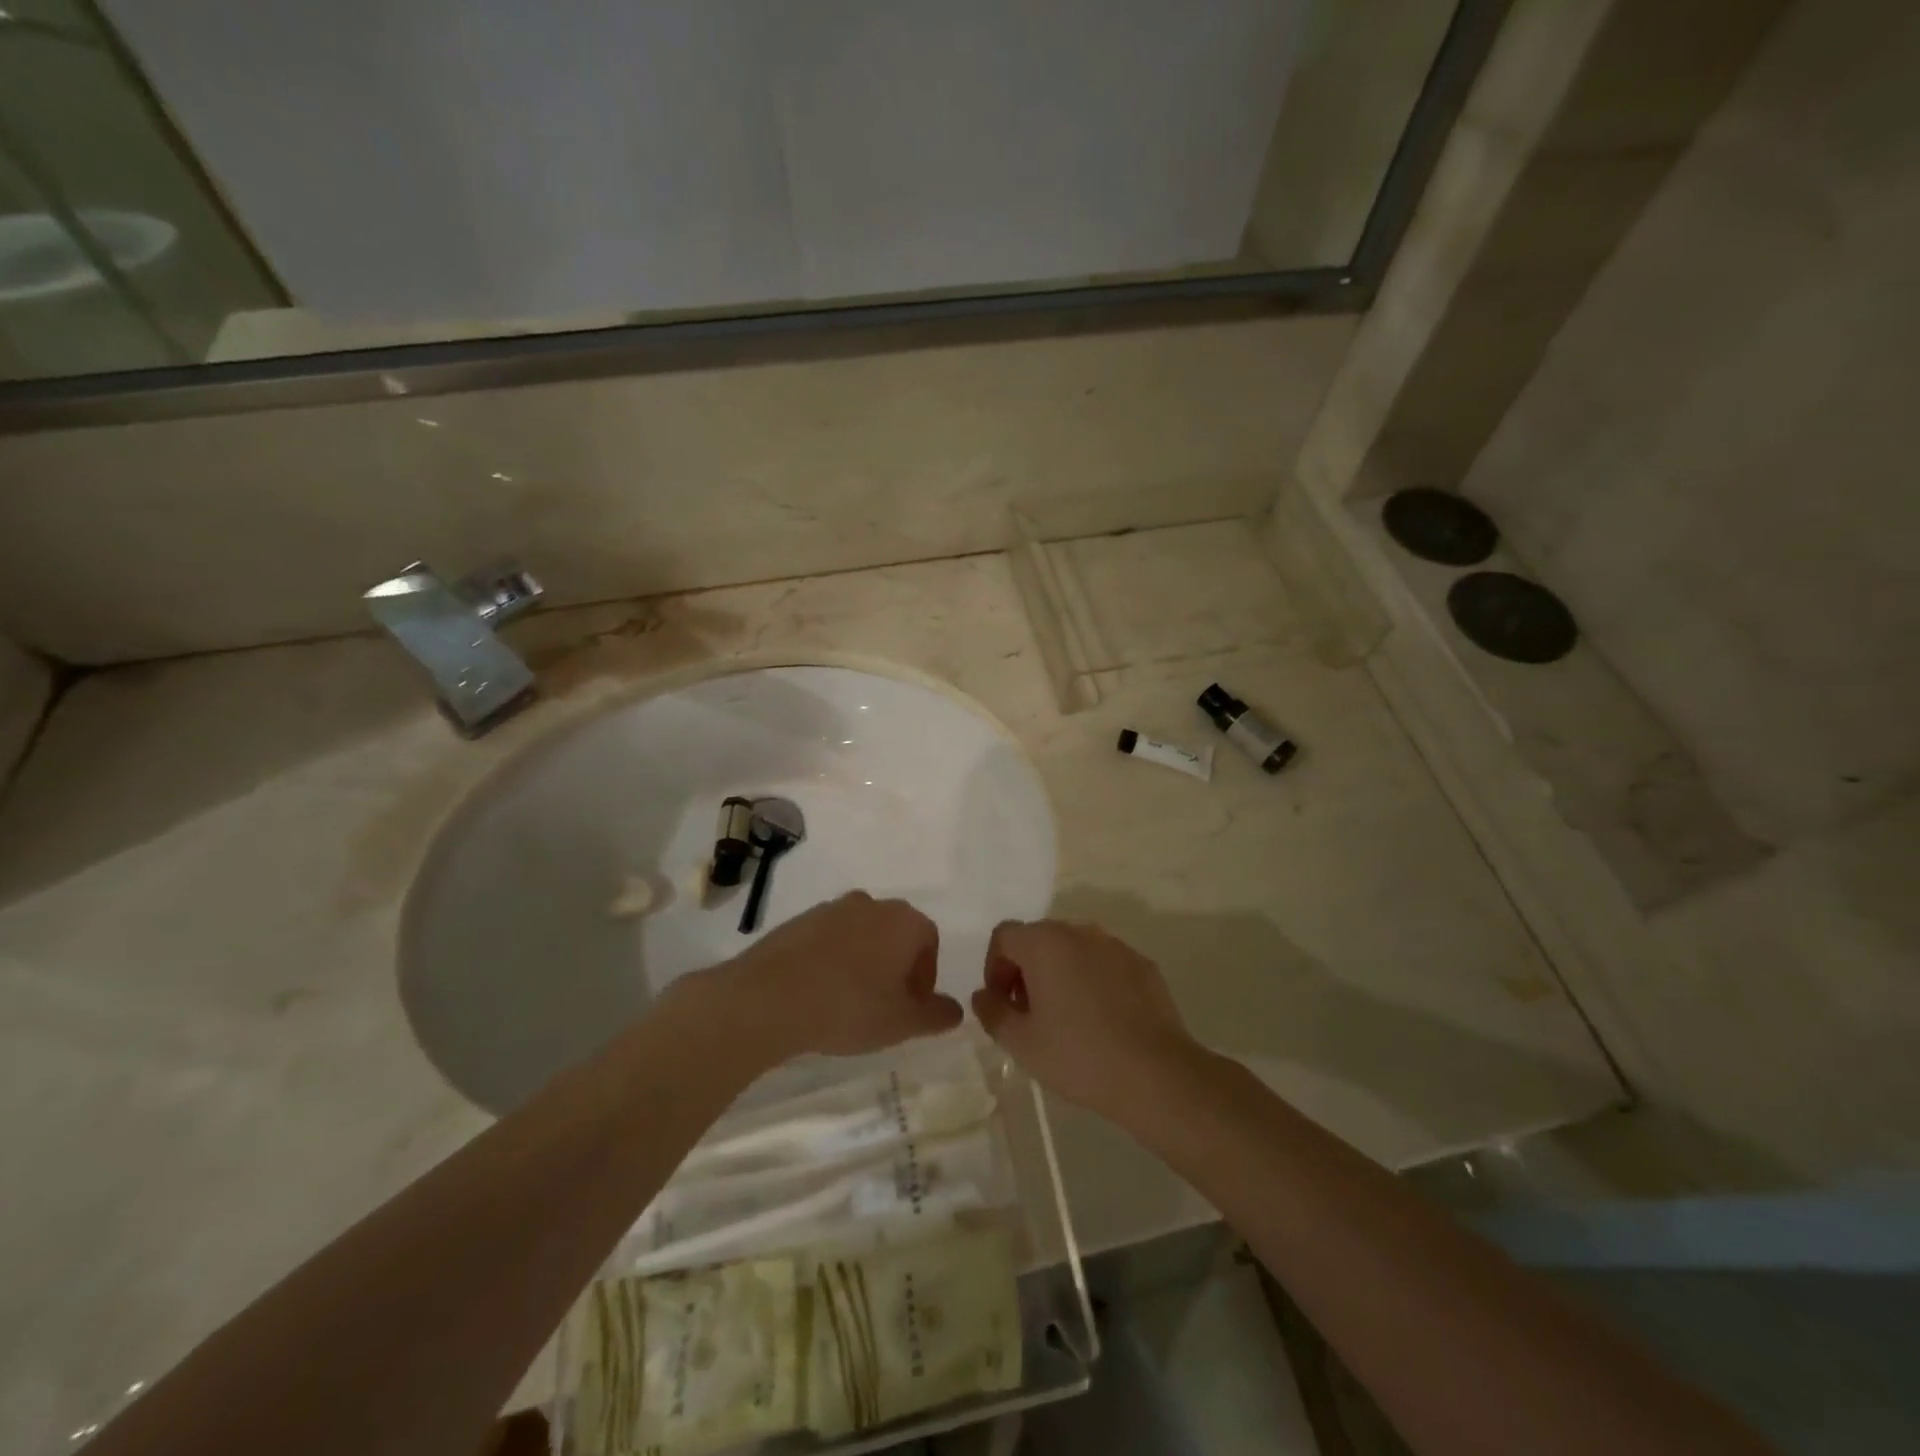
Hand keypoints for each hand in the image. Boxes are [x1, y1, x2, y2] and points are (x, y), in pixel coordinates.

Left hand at [715, 891, 962, 1061]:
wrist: (769, 997)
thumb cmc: (848, 1007)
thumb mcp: (901, 1022)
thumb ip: (935, 1015)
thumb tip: (955, 1010)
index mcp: (903, 921)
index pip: (929, 940)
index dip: (925, 974)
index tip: (910, 1005)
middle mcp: (871, 904)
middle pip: (895, 932)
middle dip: (896, 965)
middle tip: (884, 1003)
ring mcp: (831, 908)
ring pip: (860, 933)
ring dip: (863, 960)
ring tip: (848, 1000)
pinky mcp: (799, 920)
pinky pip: (828, 938)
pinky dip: (832, 959)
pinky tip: (819, 992)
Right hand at [971, 919, 1198, 1121]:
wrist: (1156, 1075)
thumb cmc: (1079, 1056)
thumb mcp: (1021, 1042)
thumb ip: (992, 1012)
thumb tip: (984, 995)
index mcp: (1045, 943)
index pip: (1004, 936)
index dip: (994, 967)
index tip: (1003, 1004)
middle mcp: (1079, 931)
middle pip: (1039, 938)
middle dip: (1026, 970)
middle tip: (1029, 1014)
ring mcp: (1115, 945)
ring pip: (1074, 950)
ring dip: (1060, 973)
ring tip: (1066, 1018)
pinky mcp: (1142, 964)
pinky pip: (1104, 963)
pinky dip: (1093, 981)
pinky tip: (1101, 1020)